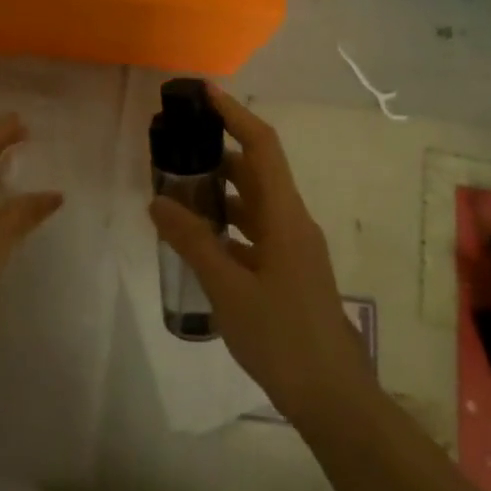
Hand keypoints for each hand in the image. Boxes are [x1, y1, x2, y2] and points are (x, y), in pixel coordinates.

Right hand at [149, 85, 372, 424]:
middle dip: (218, 151)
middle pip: (256, 171)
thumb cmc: (282, 336)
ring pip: (254, 203)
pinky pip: (254, 232)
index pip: (262, 146)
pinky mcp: (288, 272)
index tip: (204, 93)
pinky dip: (227, 224)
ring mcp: (293, 249)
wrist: (333, 397)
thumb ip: (192, 241)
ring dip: (220, 190)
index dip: (235, 114)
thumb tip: (158, 201)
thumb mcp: (228, 288)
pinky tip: (198, 238)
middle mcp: (292, 222)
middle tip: (175, 145)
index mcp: (285, 216)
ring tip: (177, 187)